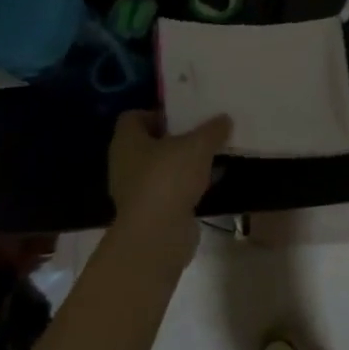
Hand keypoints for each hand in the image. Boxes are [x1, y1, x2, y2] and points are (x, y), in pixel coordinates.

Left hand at [107, 111, 229, 267]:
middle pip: (148, 143)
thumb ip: (212, 129)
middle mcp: (124, 164)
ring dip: (181, 164)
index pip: (133, 117)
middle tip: (200, 133)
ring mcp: (134, 191)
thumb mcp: (198, 145)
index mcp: (127, 141)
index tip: (182, 116)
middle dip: (174, 138)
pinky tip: (208, 183)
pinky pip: (167, 191)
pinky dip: (184, 186)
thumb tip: (224, 119)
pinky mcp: (148, 213)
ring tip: (209, 157)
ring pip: (159, 168)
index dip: (156, 113)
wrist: (157, 235)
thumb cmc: (169, 177)